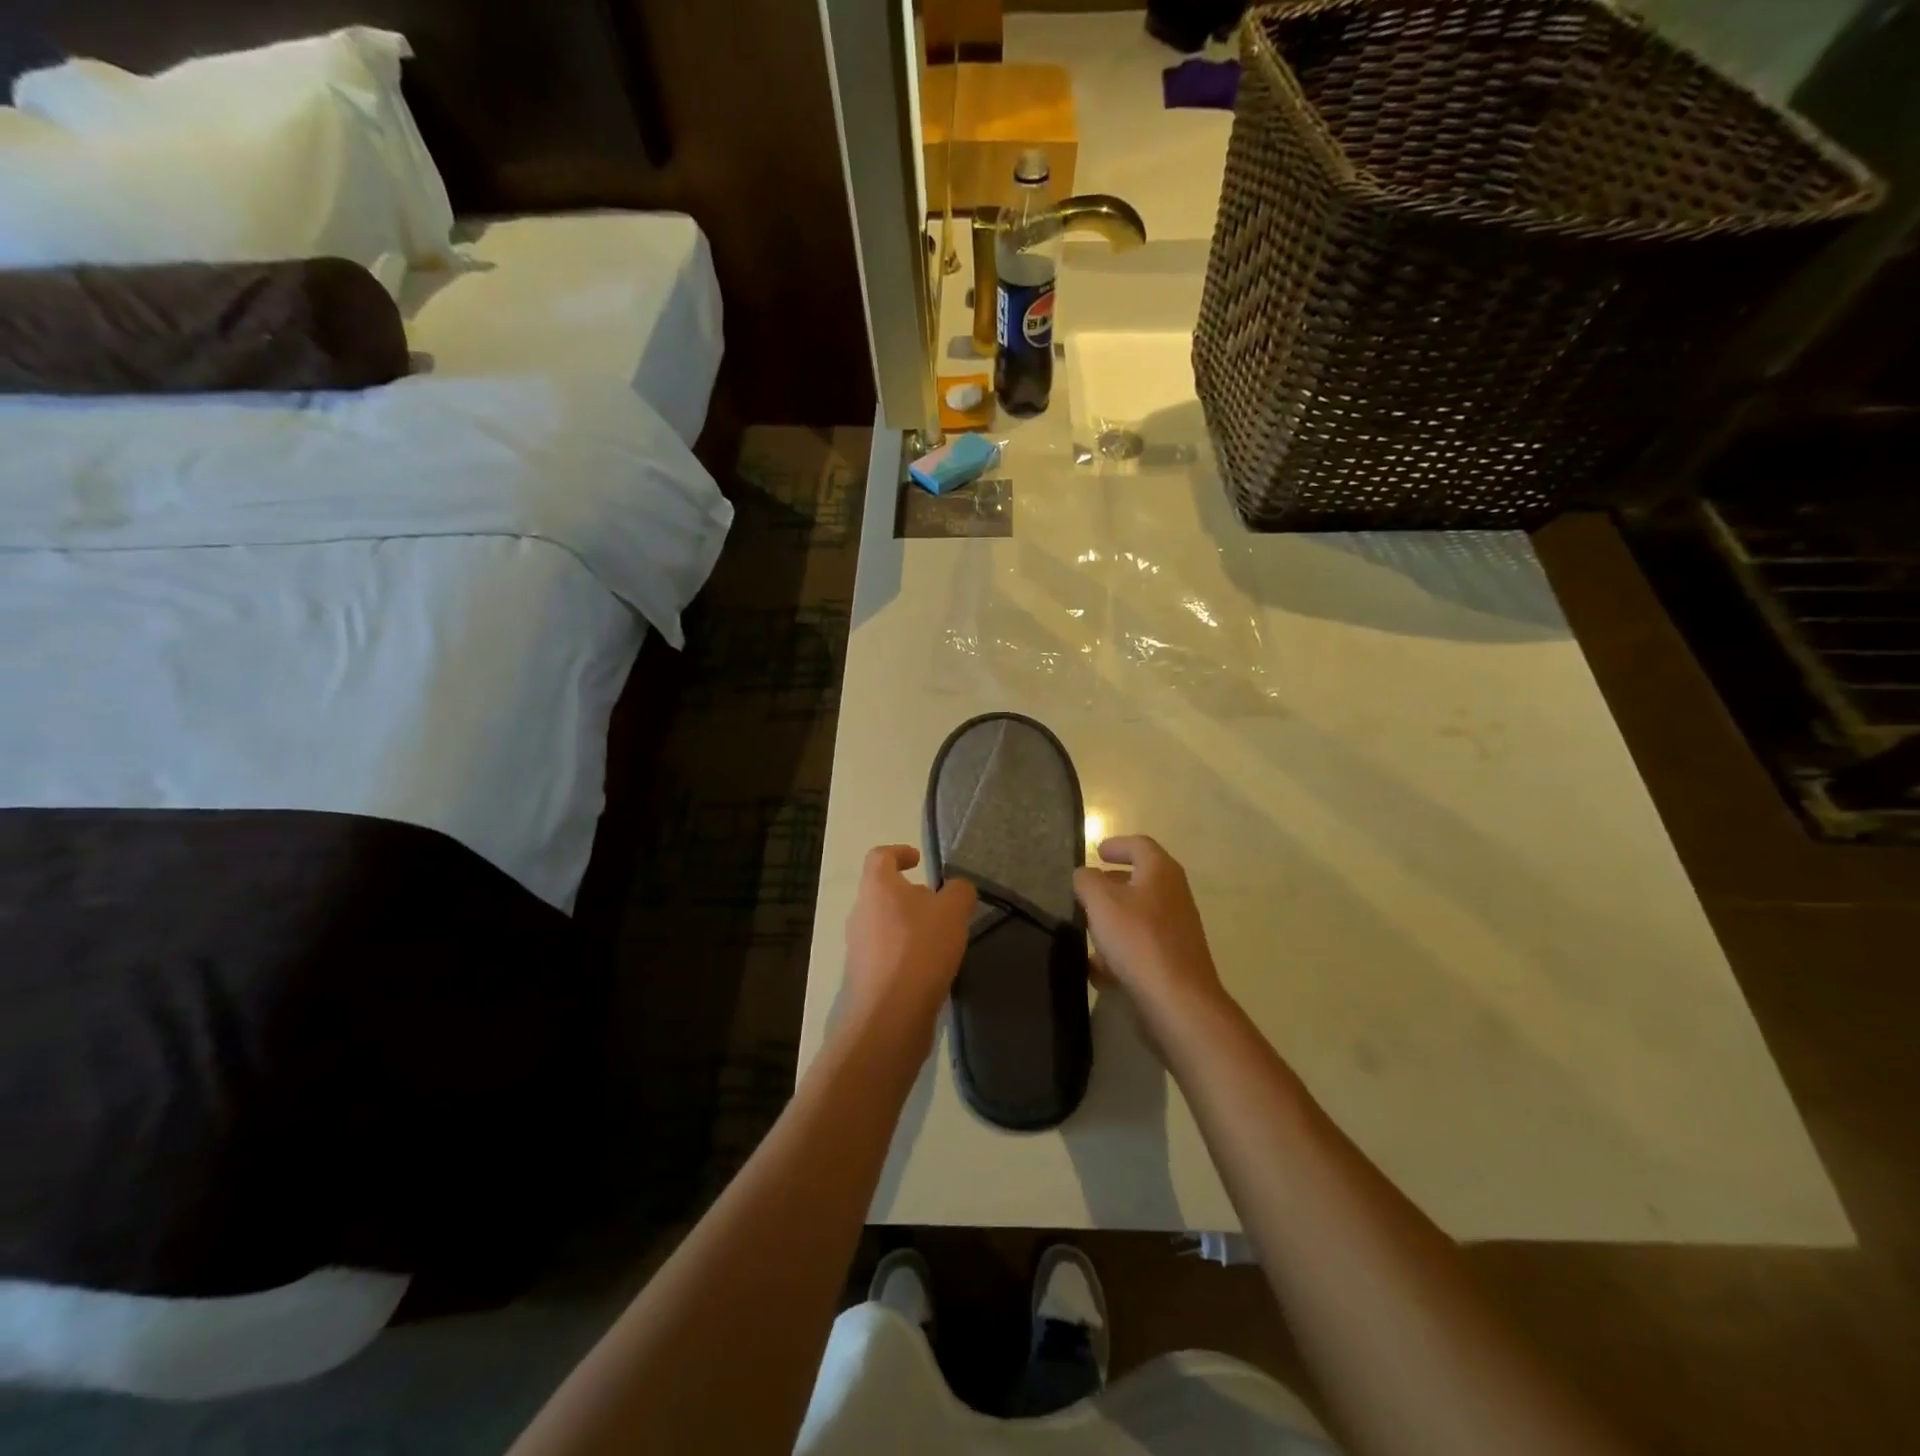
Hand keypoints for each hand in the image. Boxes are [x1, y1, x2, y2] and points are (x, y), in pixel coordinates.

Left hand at [842, 845, 976, 1050]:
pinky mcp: (863, 977)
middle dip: (910, 895)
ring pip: (884, 924)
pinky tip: (929, 969)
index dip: (899, 852)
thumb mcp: (953, 911)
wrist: (890, 1015)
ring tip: (940, 940)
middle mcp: (860, 912)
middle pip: (882, 892)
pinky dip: (905, 954)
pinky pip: (886, 954)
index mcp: (877, 887)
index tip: (919, 860)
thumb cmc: (920, 949)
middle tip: (939, 906)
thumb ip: (959, 891)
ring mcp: (857, 947)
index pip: (880, 856)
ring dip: (909, 927)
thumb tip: (955, 889)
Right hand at [1074, 836, 1227, 1036]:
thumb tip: (1085, 874)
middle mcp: (1174, 896)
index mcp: (1161, 873)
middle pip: (1141, 879)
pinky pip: (1142, 945)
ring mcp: (1177, 930)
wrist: (1178, 1002)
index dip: (1116, 845)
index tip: (1096, 852)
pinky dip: (1121, 948)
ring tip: (1086, 927)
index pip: (1140, 845)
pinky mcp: (1173, 960)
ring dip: (1114, 917)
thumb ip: (1087, 881)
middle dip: (1112, 882)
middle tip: (1086, 889)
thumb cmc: (1138, 940)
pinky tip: (1097, 967)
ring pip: (1140, 914)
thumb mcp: (1101, 902)